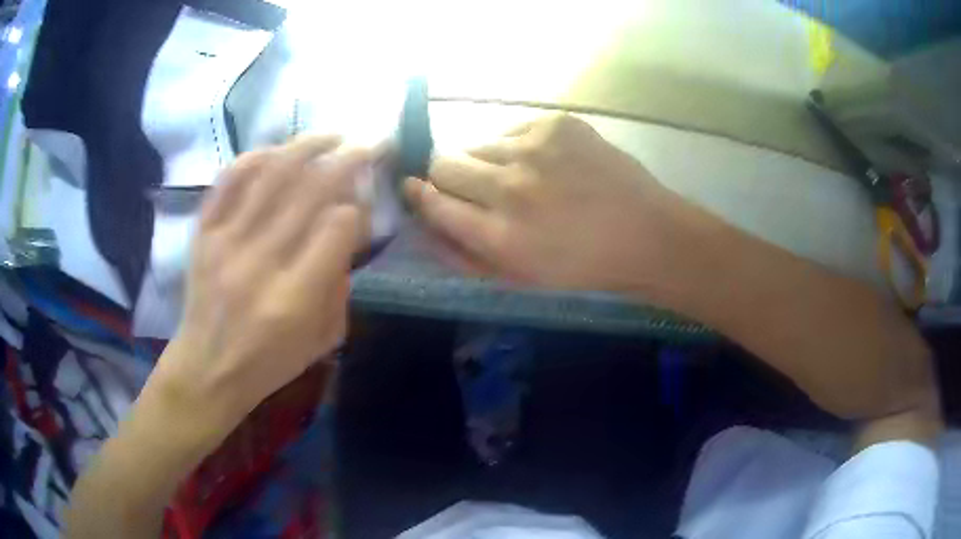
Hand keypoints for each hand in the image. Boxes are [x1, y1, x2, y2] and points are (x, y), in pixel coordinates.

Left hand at [155, 135, 369, 427]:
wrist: (207, 368)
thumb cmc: (269, 362)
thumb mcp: (323, 339)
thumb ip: (341, 284)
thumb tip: (348, 230)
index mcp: (294, 297)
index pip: (337, 226)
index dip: (358, 209)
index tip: (362, 209)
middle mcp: (259, 260)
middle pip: (309, 188)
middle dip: (347, 160)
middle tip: (367, 146)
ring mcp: (225, 240)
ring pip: (271, 172)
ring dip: (307, 146)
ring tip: (331, 136)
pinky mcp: (204, 231)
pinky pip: (230, 178)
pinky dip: (258, 155)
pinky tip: (279, 150)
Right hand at [405, 114, 680, 290]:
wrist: (646, 233)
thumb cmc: (582, 266)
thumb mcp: (519, 278)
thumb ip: (463, 255)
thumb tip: (424, 224)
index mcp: (499, 235)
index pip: (432, 201)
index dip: (420, 195)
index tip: (416, 189)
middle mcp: (509, 186)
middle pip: (443, 163)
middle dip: (446, 176)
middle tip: (471, 185)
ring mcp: (533, 148)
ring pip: (477, 142)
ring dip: (485, 160)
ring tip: (518, 175)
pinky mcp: (555, 123)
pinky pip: (511, 128)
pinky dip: (517, 146)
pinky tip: (545, 163)